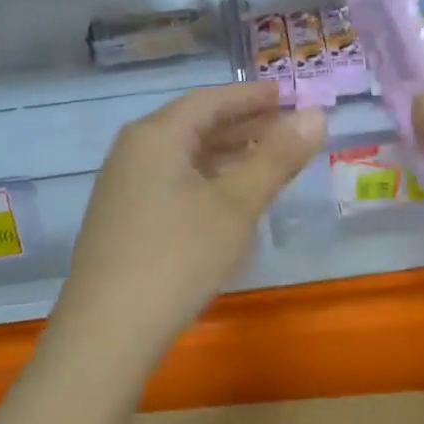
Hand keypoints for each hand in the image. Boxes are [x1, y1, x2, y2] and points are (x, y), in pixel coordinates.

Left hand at [55, 82, 325, 358]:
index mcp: (156, 136)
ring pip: (184, 158)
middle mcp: (133, 152)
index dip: (252, 96)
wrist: (108, 329)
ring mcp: (124, 188)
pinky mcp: (123, 221)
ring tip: (267, 162)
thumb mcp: (236, 205)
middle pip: (195, 125)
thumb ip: (276, 157)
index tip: (287, 94)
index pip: (211, 100)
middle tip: (286, 128)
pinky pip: (173, 184)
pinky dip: (207, 182)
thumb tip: (315, 115)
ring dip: (226, 155)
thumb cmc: (178, 256)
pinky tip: (228, 202)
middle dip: (243, 125)